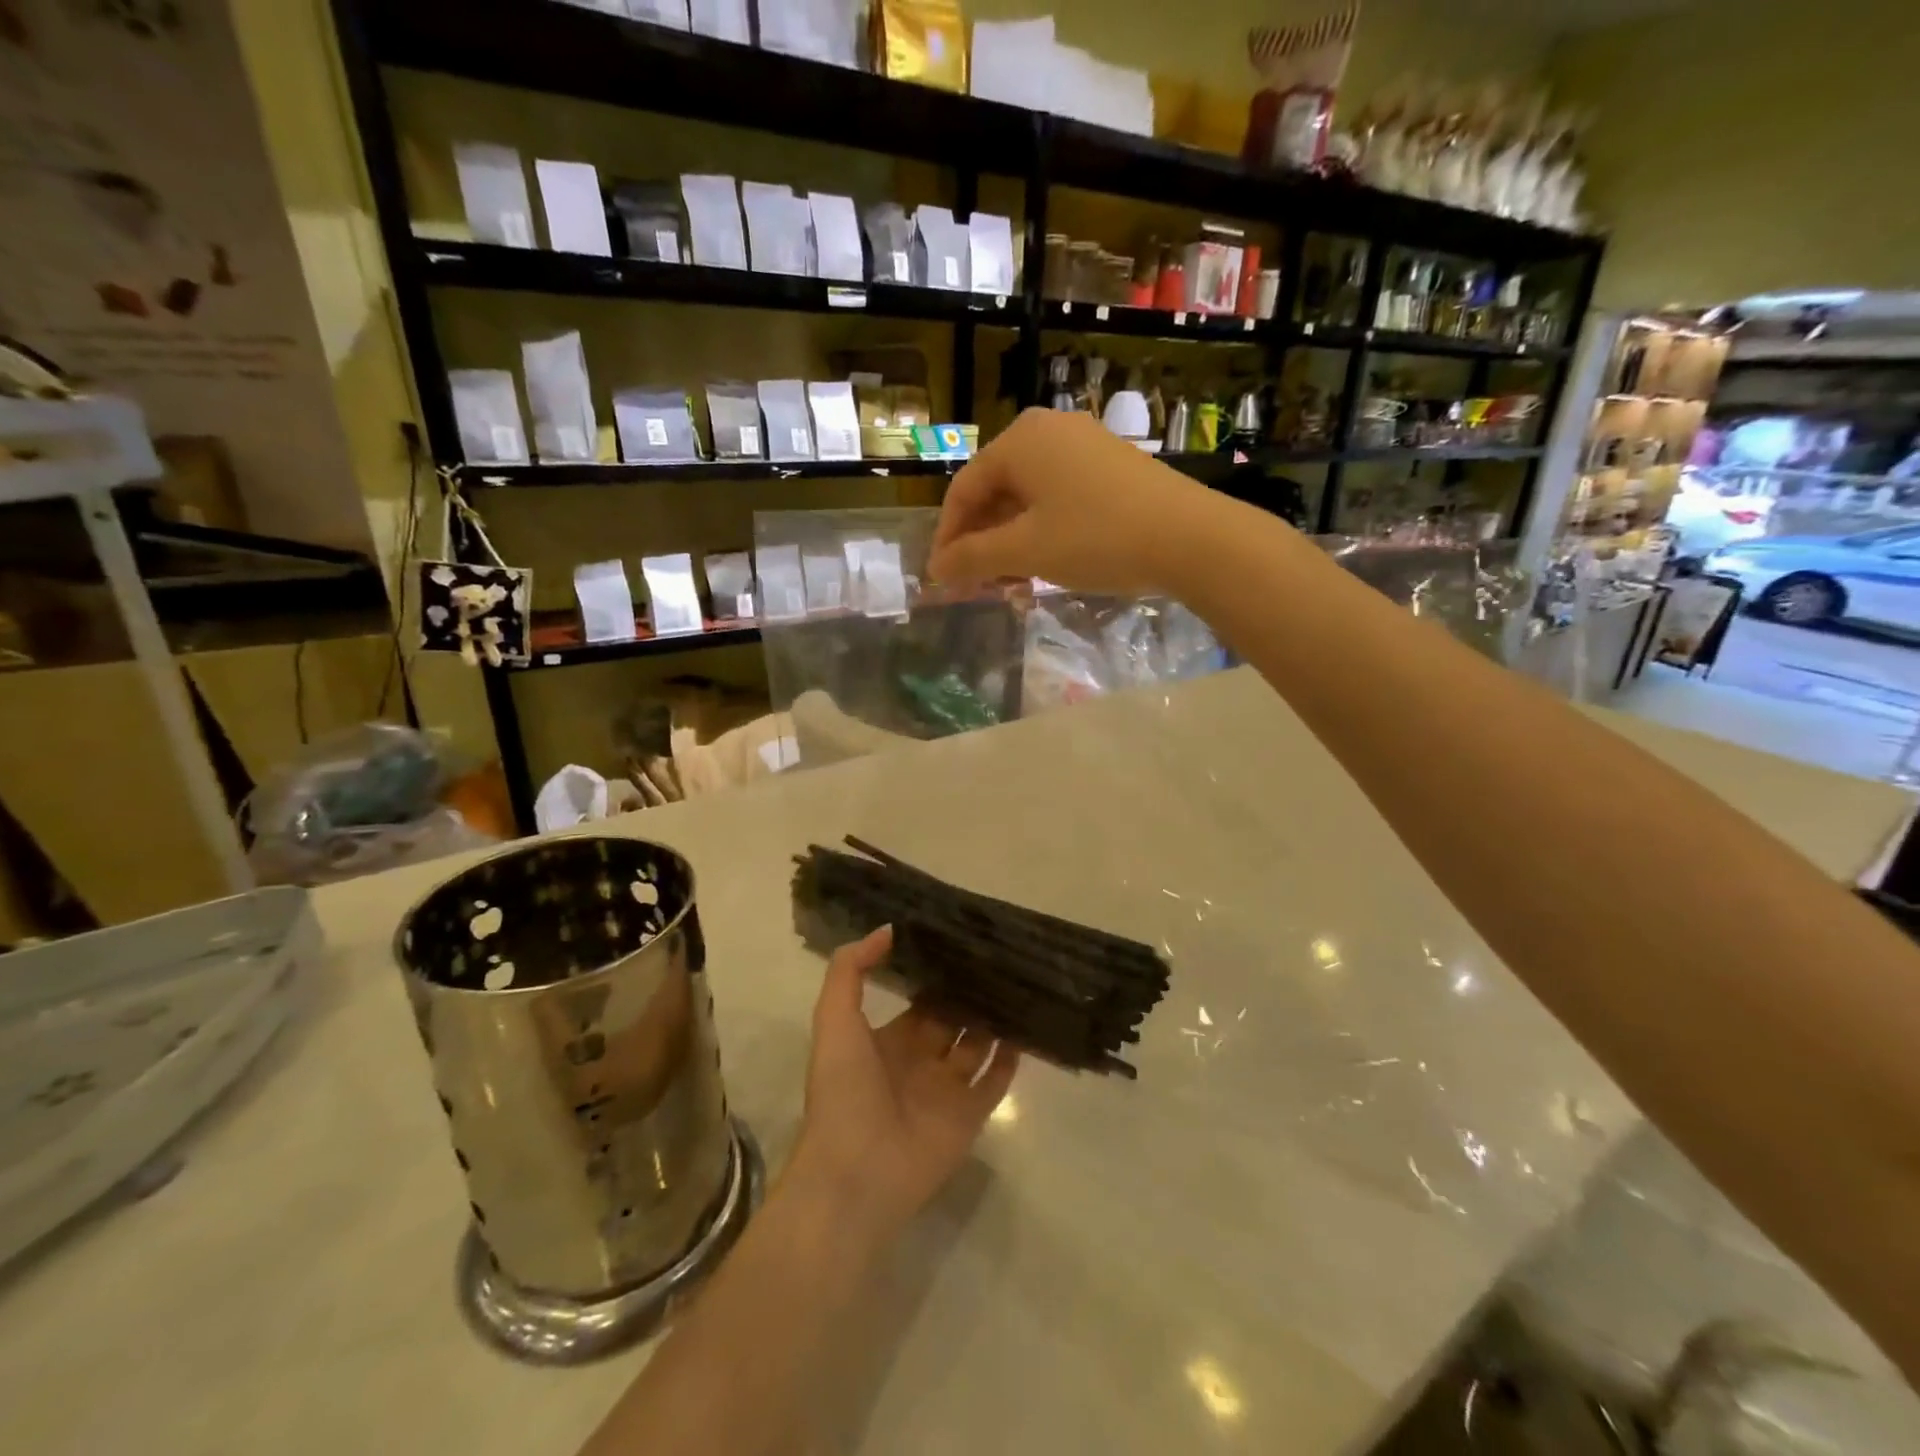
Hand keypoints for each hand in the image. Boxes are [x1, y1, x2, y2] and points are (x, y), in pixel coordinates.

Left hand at [786, 927, 1018, 1243]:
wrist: (856, 1173)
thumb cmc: (843, 1091)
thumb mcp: (834, 1019)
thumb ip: (851, 970)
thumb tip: (887, 929)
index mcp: (886, 1042)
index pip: (919, 1003)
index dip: (936, 977)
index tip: (961, 944)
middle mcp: (919, 1062)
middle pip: (951, 1021)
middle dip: (969, 994)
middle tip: (1000, 958)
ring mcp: (946, 1090)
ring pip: (977, 1046)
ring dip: (994, 1020)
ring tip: (1020, 983)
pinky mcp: (969, 1116)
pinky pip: (995, 1081)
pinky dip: (1011, 1058)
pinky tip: (1028, 1027)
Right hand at [928, 407, 1218, 595]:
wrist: (1190, 537)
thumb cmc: (1096, 538)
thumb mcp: (1027, 550)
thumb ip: (974, 558)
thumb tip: (936, 569)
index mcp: (1020, 440)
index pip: (964, 489)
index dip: (948, 536)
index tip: (942, 577)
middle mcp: (1049, 430)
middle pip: (996, 490)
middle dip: (982, 541)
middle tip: (977, 584)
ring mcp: (1084, 445)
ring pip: (1028, 497)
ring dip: (1011, 541)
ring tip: (1010, 582)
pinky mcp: (1111, 466)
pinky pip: (1059, 497)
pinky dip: (1042, 531)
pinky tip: (1045, 563)